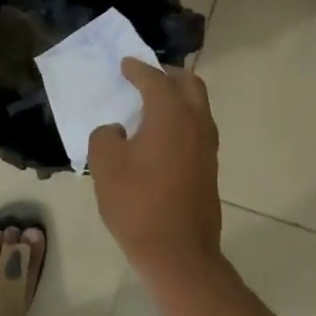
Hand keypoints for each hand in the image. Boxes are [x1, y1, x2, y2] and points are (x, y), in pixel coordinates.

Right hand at [88, 58, 222, 273]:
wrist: (178, 251)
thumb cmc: (137, 203)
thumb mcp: (106, 164)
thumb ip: (105, 136)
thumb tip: (117, 131)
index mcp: (171, 113)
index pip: (154, 79)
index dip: (136, 69)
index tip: (124, 63)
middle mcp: (196, 121)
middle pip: (188, 84)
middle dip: (167, 75)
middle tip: (145, 77)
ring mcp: (207, 146)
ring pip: (197, 107)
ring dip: (177, 98)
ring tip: (151, 104)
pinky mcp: (209, 167)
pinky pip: (197, 129)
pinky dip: (181, 120)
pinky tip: (160, 135)